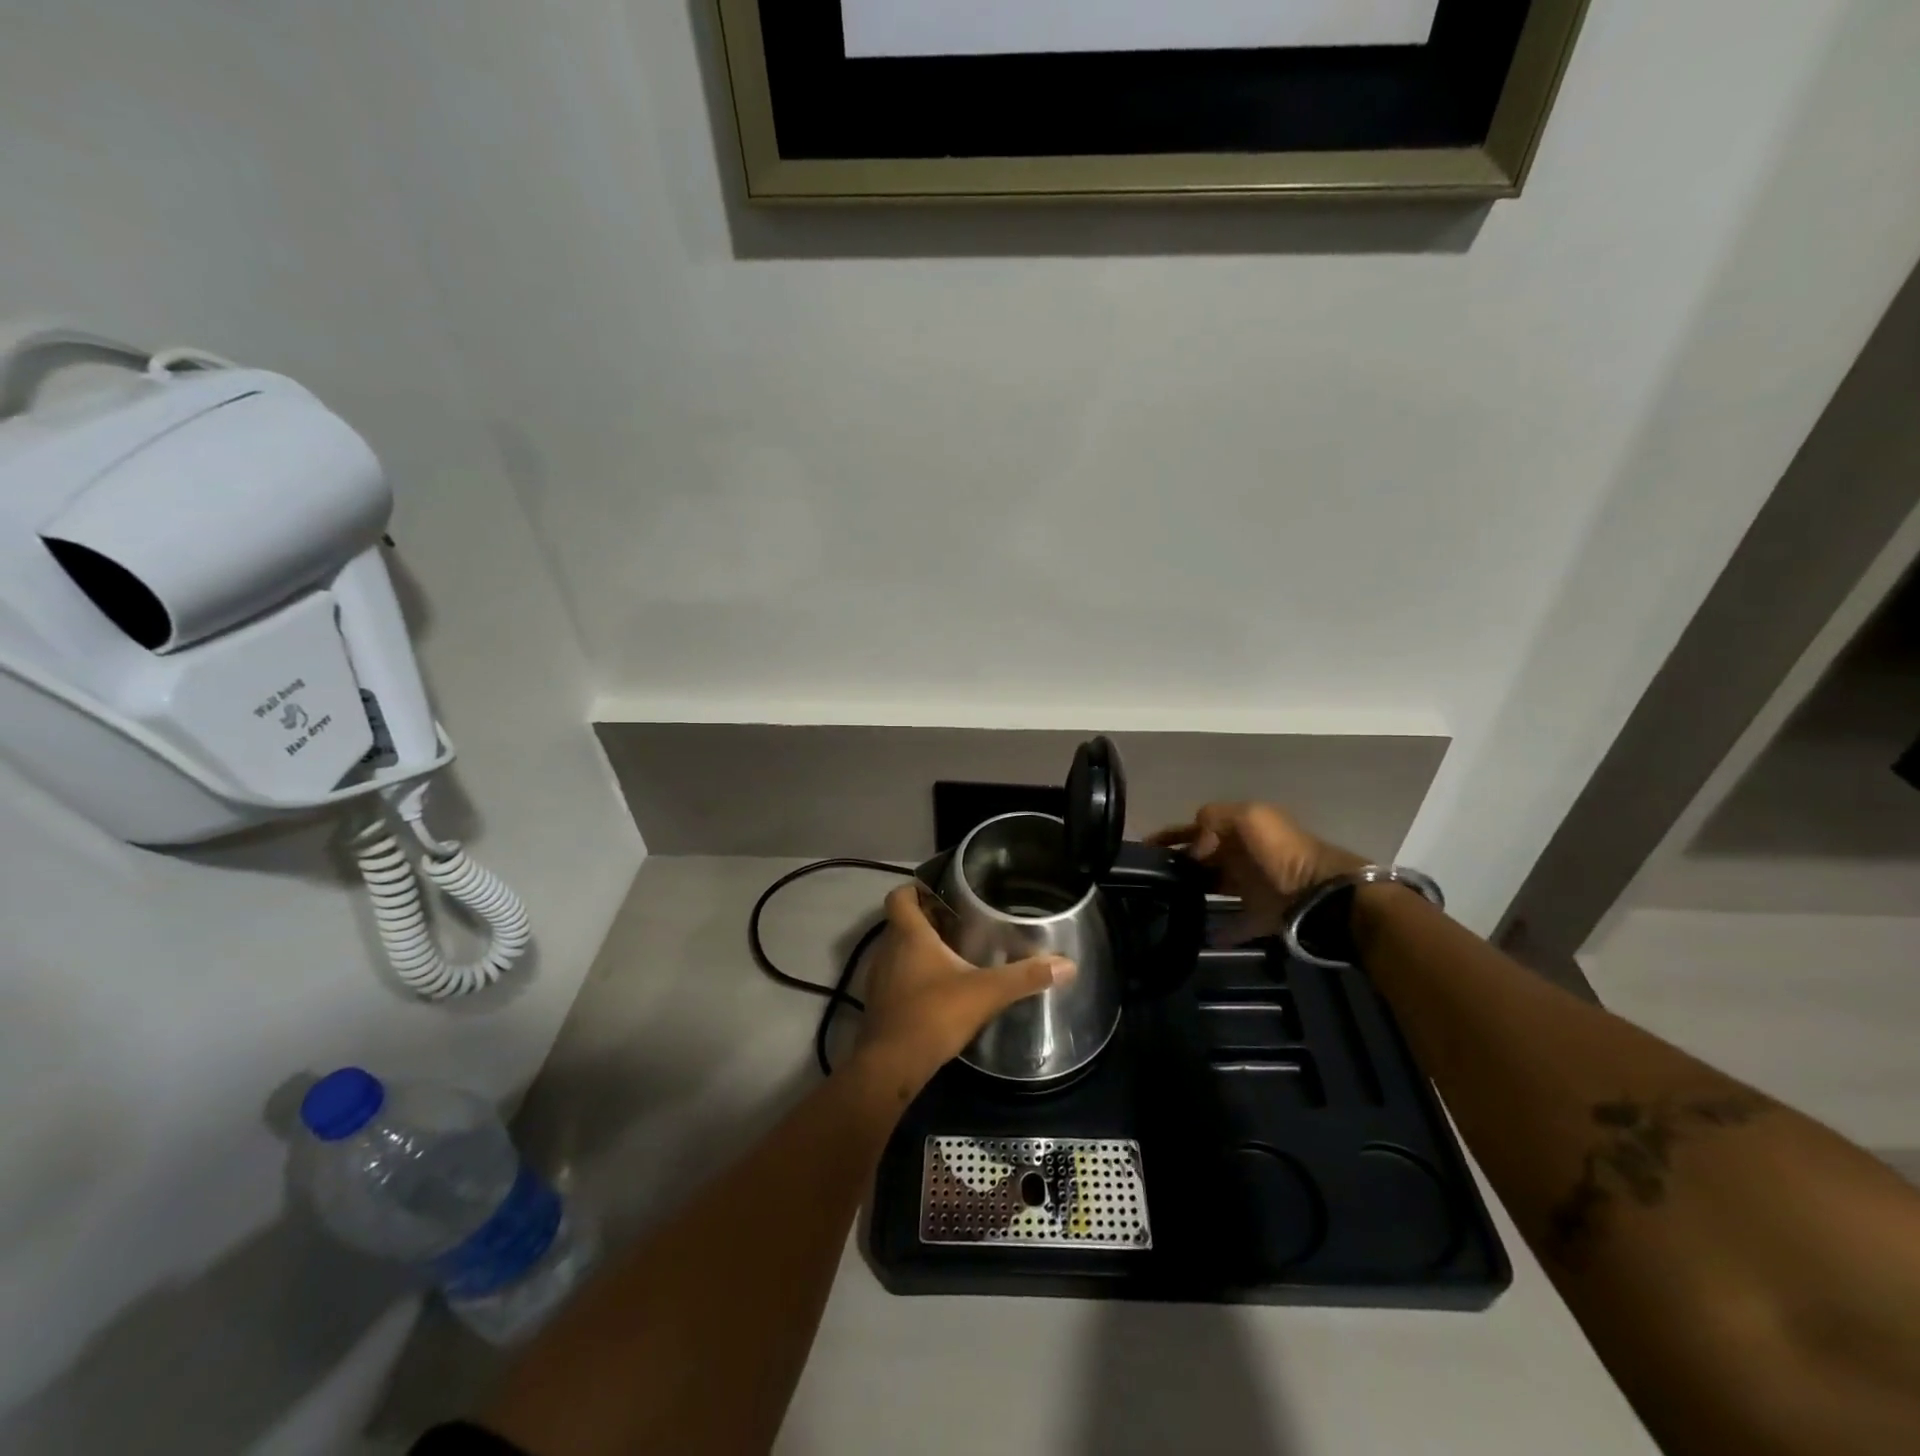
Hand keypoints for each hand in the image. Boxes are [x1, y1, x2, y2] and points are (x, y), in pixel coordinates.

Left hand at [853, 885, 1073, 1088]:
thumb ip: (1025, 976)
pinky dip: (912, 976)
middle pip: (901, 922)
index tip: (940, 893)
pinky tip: (938, 991)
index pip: (900, 897)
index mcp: (909, 935)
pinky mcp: (878, 1005)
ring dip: (918, 949)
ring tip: (952, 954)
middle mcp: (887, 950)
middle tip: (959, 923)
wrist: (891, 1066)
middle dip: (926, 920)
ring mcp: (879, 979)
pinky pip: (895, 977)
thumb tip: (1067, 965)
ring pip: (897, 951)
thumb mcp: (987, 992)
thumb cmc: (934, 1015)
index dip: (915, 890)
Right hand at [1149, 802, 1364, 941]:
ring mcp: (1252, 886)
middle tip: (1148, 878)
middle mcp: (1243, 854)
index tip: (1143, 849)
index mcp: (1239, 828)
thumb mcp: (1248, 817)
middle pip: (1203, 857)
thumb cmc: (1281, 851)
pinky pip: (1235, 924)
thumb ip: (1213, 820)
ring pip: (1215, 885)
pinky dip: (1221, 931)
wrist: (1322, 894)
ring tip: (1165, 902)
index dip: (1171, 835)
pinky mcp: (1261, 916)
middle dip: (1179, 863)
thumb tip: (1193, 849)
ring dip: (1194, 891)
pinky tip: (1201, 936)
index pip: (1197, 827)